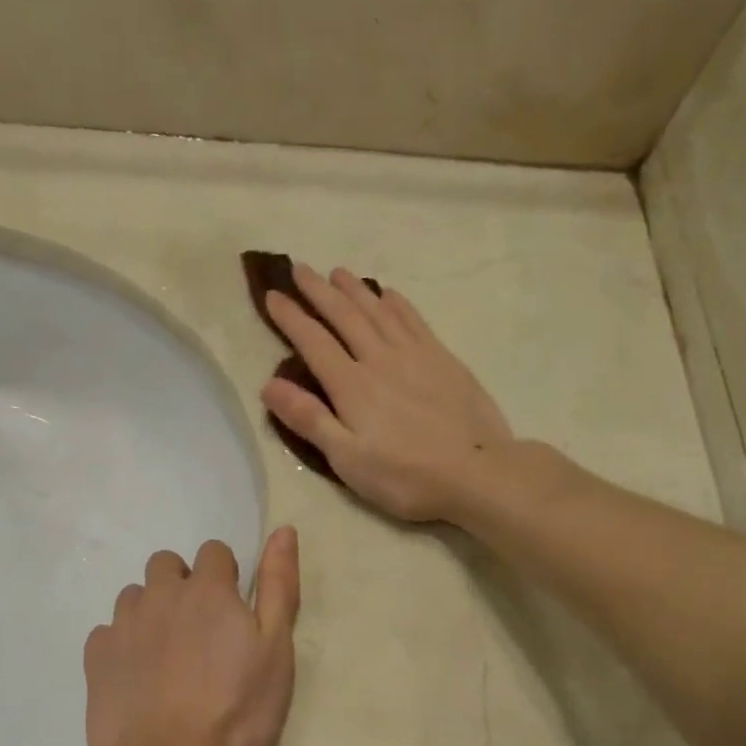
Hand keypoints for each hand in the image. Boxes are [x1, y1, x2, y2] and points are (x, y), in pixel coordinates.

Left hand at [83, 529, 301, 745]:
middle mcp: (161, 594)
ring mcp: (123, 624)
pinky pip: (107, 633)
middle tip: (198, 632)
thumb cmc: (237, 710)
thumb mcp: (276, 648)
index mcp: (208, 589)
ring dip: (150, 612)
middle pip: (166, 564)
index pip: (214, 552)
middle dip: (182, 585)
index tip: (232, 612)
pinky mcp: (96, 657)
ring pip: (134, 596)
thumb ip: (279, 585)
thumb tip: (283, 530)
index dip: (225, 576)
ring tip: (166, 656)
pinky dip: (121, 645)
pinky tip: (135, 678)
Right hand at [259, 264, 512, 520]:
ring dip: (355, 290)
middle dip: (319, 291)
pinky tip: (388, 294)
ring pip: (378, 311)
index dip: (291, 317)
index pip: (313, 341)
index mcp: (351, 385)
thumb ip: (309, 420)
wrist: (477, 472)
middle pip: (344, 316)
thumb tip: (269, 385)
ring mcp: (415, 355)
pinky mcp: (443, 359)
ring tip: (338, 272)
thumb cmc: (405, 476)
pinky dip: (397, 303)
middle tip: (300, 269)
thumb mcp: (348, 459)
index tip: (273, 295)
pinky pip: (414, 320)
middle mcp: (379, 359)